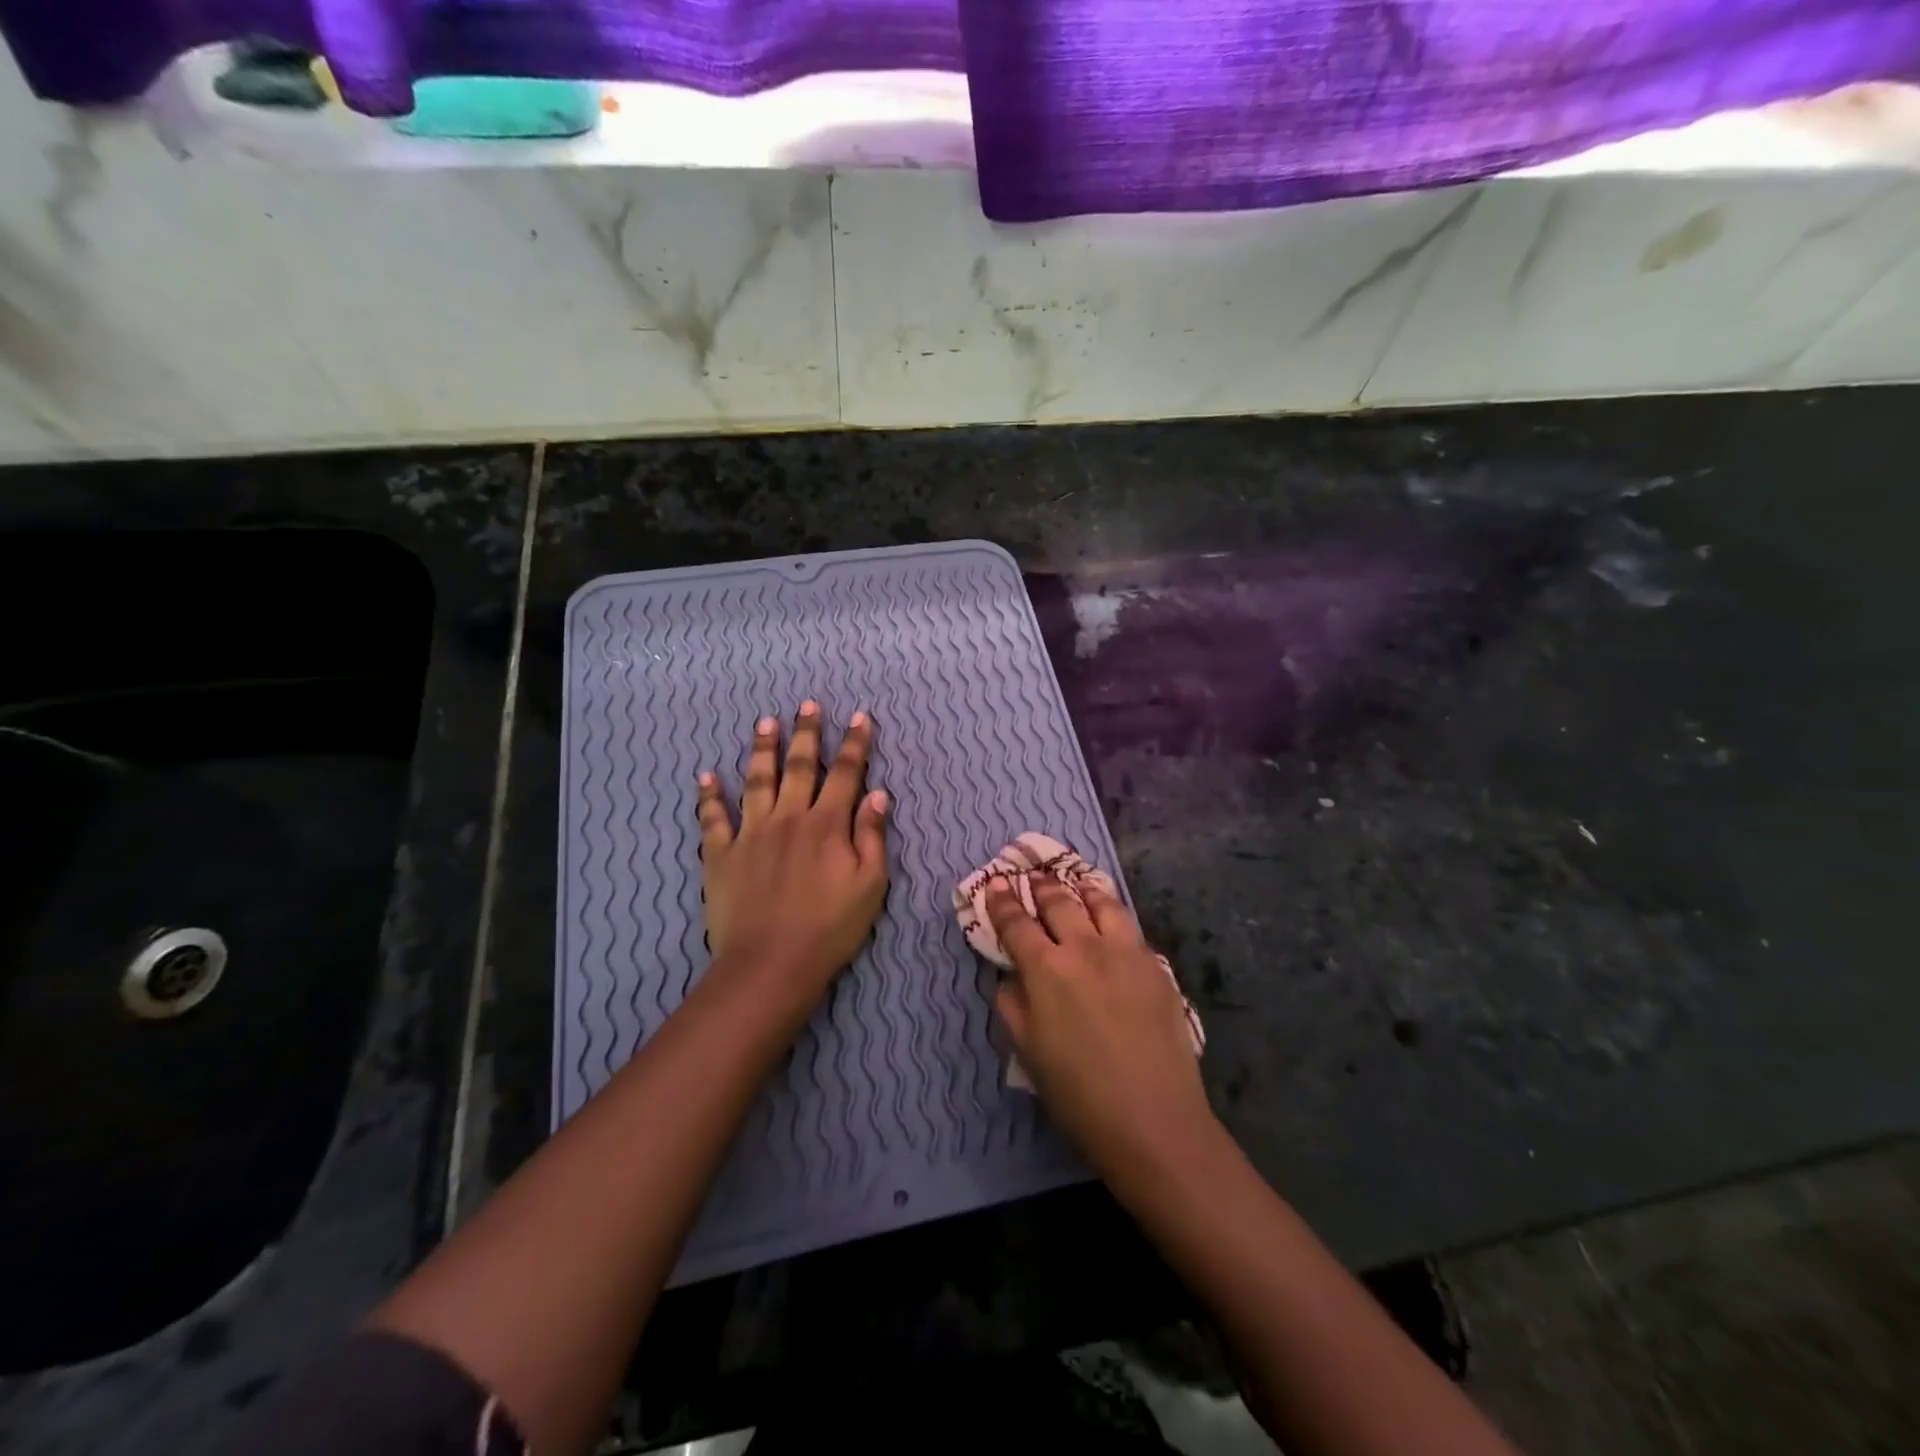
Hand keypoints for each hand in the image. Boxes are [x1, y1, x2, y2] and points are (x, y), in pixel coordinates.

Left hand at [696, 702, 889, 992]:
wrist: (771, 964)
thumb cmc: (830, 927)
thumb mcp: (870, 885)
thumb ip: (873, 836)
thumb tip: (879, 794)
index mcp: (828, 824)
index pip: (846, 774)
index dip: (854, 744)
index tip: (859, 717)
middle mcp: (789, 817)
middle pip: (800, 766)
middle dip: (807, 733)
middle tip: (807, 704)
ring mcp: (751, 833)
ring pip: (757, 780)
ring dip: (762, 750)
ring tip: (765, 722)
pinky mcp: (721, 854)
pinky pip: (713, 819)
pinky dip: (709, 796)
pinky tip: (706, 776)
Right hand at [987, 877, 1214, 1175]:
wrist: (1154, 1120)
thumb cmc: (1078, 1094)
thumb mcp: (1027, 1052)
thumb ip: (1013, 1004)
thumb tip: (1010, 976)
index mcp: (1046, 969)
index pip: (1017, 923)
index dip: (1003, 902)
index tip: (997, 884)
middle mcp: (1085, 948)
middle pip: (1059, 903)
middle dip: (1042, 887)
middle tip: (1034, 876)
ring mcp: (1126, 953)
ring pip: (1102, 904)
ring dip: (1083, 890)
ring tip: (1078, 885)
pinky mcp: (1156, 966)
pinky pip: (1130, 928)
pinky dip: (1114, 914)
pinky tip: (1113, 920)